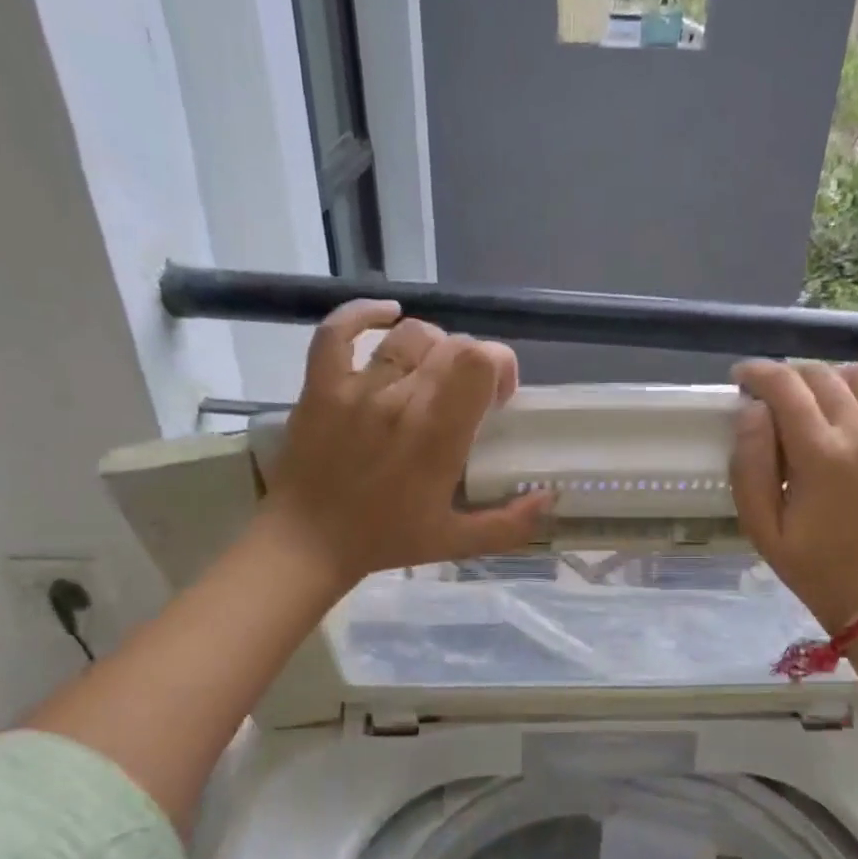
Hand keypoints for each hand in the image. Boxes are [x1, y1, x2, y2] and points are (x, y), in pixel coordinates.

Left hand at [257, 301, 553, 591]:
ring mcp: (357, 388)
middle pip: (452, 345)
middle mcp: (401, 401)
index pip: (480, 362)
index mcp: (438, 435)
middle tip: (468, 394)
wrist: (307, 544)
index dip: (501, 366)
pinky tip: (387, 316)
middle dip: (473, 361)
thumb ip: (510, 524)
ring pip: (408, 336)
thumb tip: (549, 498)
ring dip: (433, 345)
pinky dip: (363, 314)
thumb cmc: (385, 540)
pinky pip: (337, 331)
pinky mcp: (320, 385)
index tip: (499, 397)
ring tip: (433, 370)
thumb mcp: (457, 542)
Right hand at [730, 360, 857, 631]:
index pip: (785, 387)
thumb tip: (752, 409)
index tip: (742, 377)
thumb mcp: (761, 527)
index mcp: (821, 457)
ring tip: (817, 398)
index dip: (758, 372)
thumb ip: (749, 464)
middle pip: (822, 376)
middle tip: (773, 396)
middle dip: (789, 376)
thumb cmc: (813, 567)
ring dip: (832, 377)